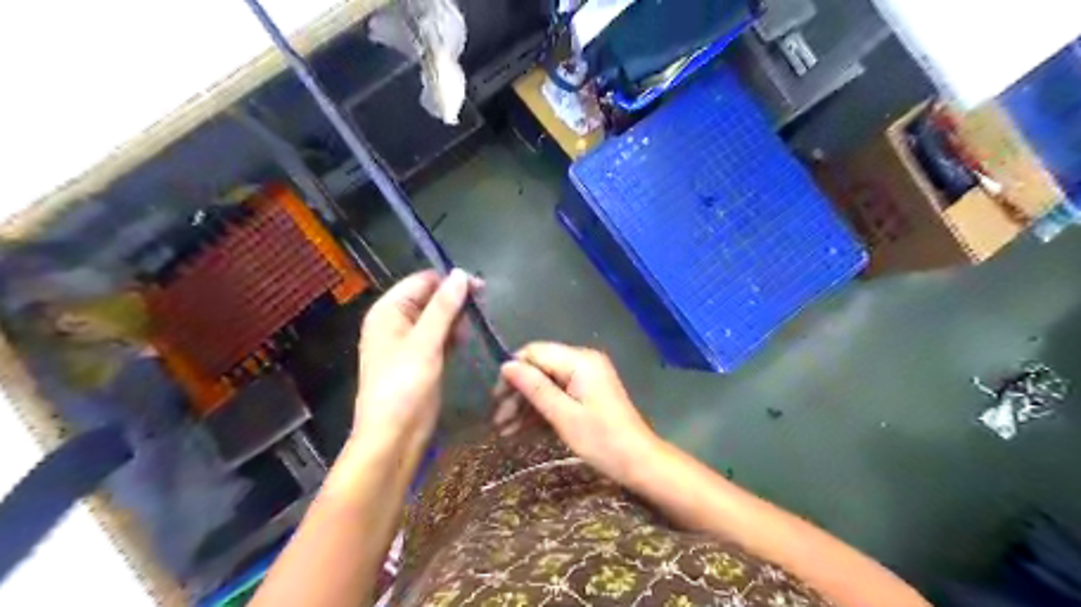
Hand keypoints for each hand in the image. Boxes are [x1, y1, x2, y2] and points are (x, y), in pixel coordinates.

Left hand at [355, 270, 476, 455]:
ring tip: (475, 325)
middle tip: (483, 306)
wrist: (394, 435)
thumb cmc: (403, 385)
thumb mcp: (424, 343)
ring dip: (456, 317)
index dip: (449, 280)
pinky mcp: (423, 358)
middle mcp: (397, 322)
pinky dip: (453, 334)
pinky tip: (466, 339)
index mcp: (388, 311)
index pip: (421, 282)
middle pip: (430, 298)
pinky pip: (440, 336)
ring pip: (438, 317)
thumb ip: (443, 308)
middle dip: (455, 299)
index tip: (480, 287)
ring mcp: (410, 341)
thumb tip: (460, 274)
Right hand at [499, 343, 658, 485]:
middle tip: (498, 422)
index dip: (513, 373)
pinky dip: (541, 411)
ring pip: (546, 384)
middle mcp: (582, 362)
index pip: (535, 353)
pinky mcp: (587, 394)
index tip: (496, 399)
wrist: (640, 463)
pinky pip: (558, 395)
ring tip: (504, 431)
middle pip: (539, 368)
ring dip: (525, 405)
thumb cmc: (602, 440)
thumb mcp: (563, 416)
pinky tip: (521, 431)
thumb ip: (535, 388)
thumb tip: (506, 366)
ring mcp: (586, 378)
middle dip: (517, 394)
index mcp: (579, 361)